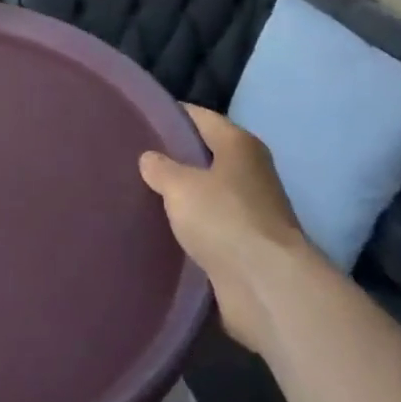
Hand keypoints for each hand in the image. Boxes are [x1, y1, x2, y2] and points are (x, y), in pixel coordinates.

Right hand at [140, 106, 311, 349]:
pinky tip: (163, 229)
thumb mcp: (180, 185)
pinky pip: (211, 226)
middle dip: (174, 157)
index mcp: (239, 144)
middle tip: (134, 158)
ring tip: (142, 193)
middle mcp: (250, 171)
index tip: (139, 118)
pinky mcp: (247, 245)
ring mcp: (252, 210)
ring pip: (208, 193)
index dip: (170, 115)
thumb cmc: (224, 219)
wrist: (266, 286)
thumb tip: (149, 158)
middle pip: (206, 155)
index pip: (200, 117)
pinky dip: (192, 227)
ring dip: (183, 196)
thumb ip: (161, 168)